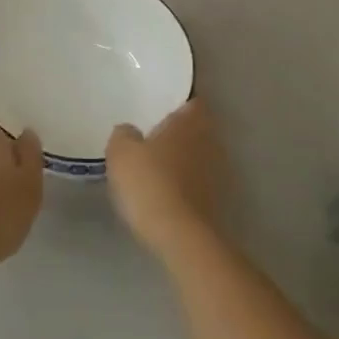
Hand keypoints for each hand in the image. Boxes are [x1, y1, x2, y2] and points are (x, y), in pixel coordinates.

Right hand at [105, 98, 226, 260]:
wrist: (180, 236)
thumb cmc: (150, 182)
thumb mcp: (121, 152)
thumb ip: (124, 135)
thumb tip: (129, 131)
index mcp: (189, 123)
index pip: (193, 102)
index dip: (180, 103)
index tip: (162, 107)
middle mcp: (209, 142)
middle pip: (198, 129)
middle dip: (180, 132)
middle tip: (154, 135)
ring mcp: (217, 174)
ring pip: (199, 156)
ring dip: (183, 159)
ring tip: (157, 165)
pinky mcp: (216, 202)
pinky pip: (198, 182)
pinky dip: (185, 183)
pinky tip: (165, 192)